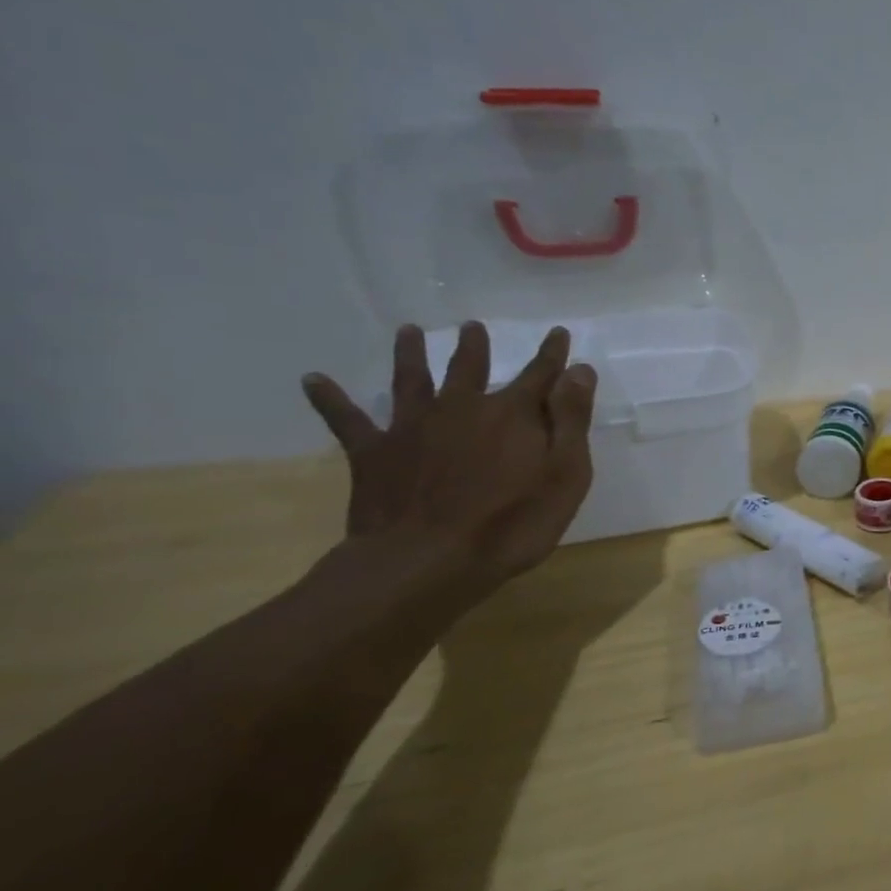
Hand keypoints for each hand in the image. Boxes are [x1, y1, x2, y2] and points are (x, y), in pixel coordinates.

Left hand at [302, 323, 596, 589]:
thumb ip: (572, 420)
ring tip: (408, 332)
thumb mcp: (565, 473)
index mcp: (513, 414)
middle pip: (469, 369)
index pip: (540, 374)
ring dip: (411, 354)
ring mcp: (413, 428)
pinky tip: (313, 380)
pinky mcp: (374, 454)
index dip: (552, 354)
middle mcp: (462, 408)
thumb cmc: (512, 523)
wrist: (426, 563)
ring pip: (411, 381)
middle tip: (472, 327)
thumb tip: (578, 370)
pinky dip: (330, 399)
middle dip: (474, 346)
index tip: (558, 333)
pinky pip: (347, 421)